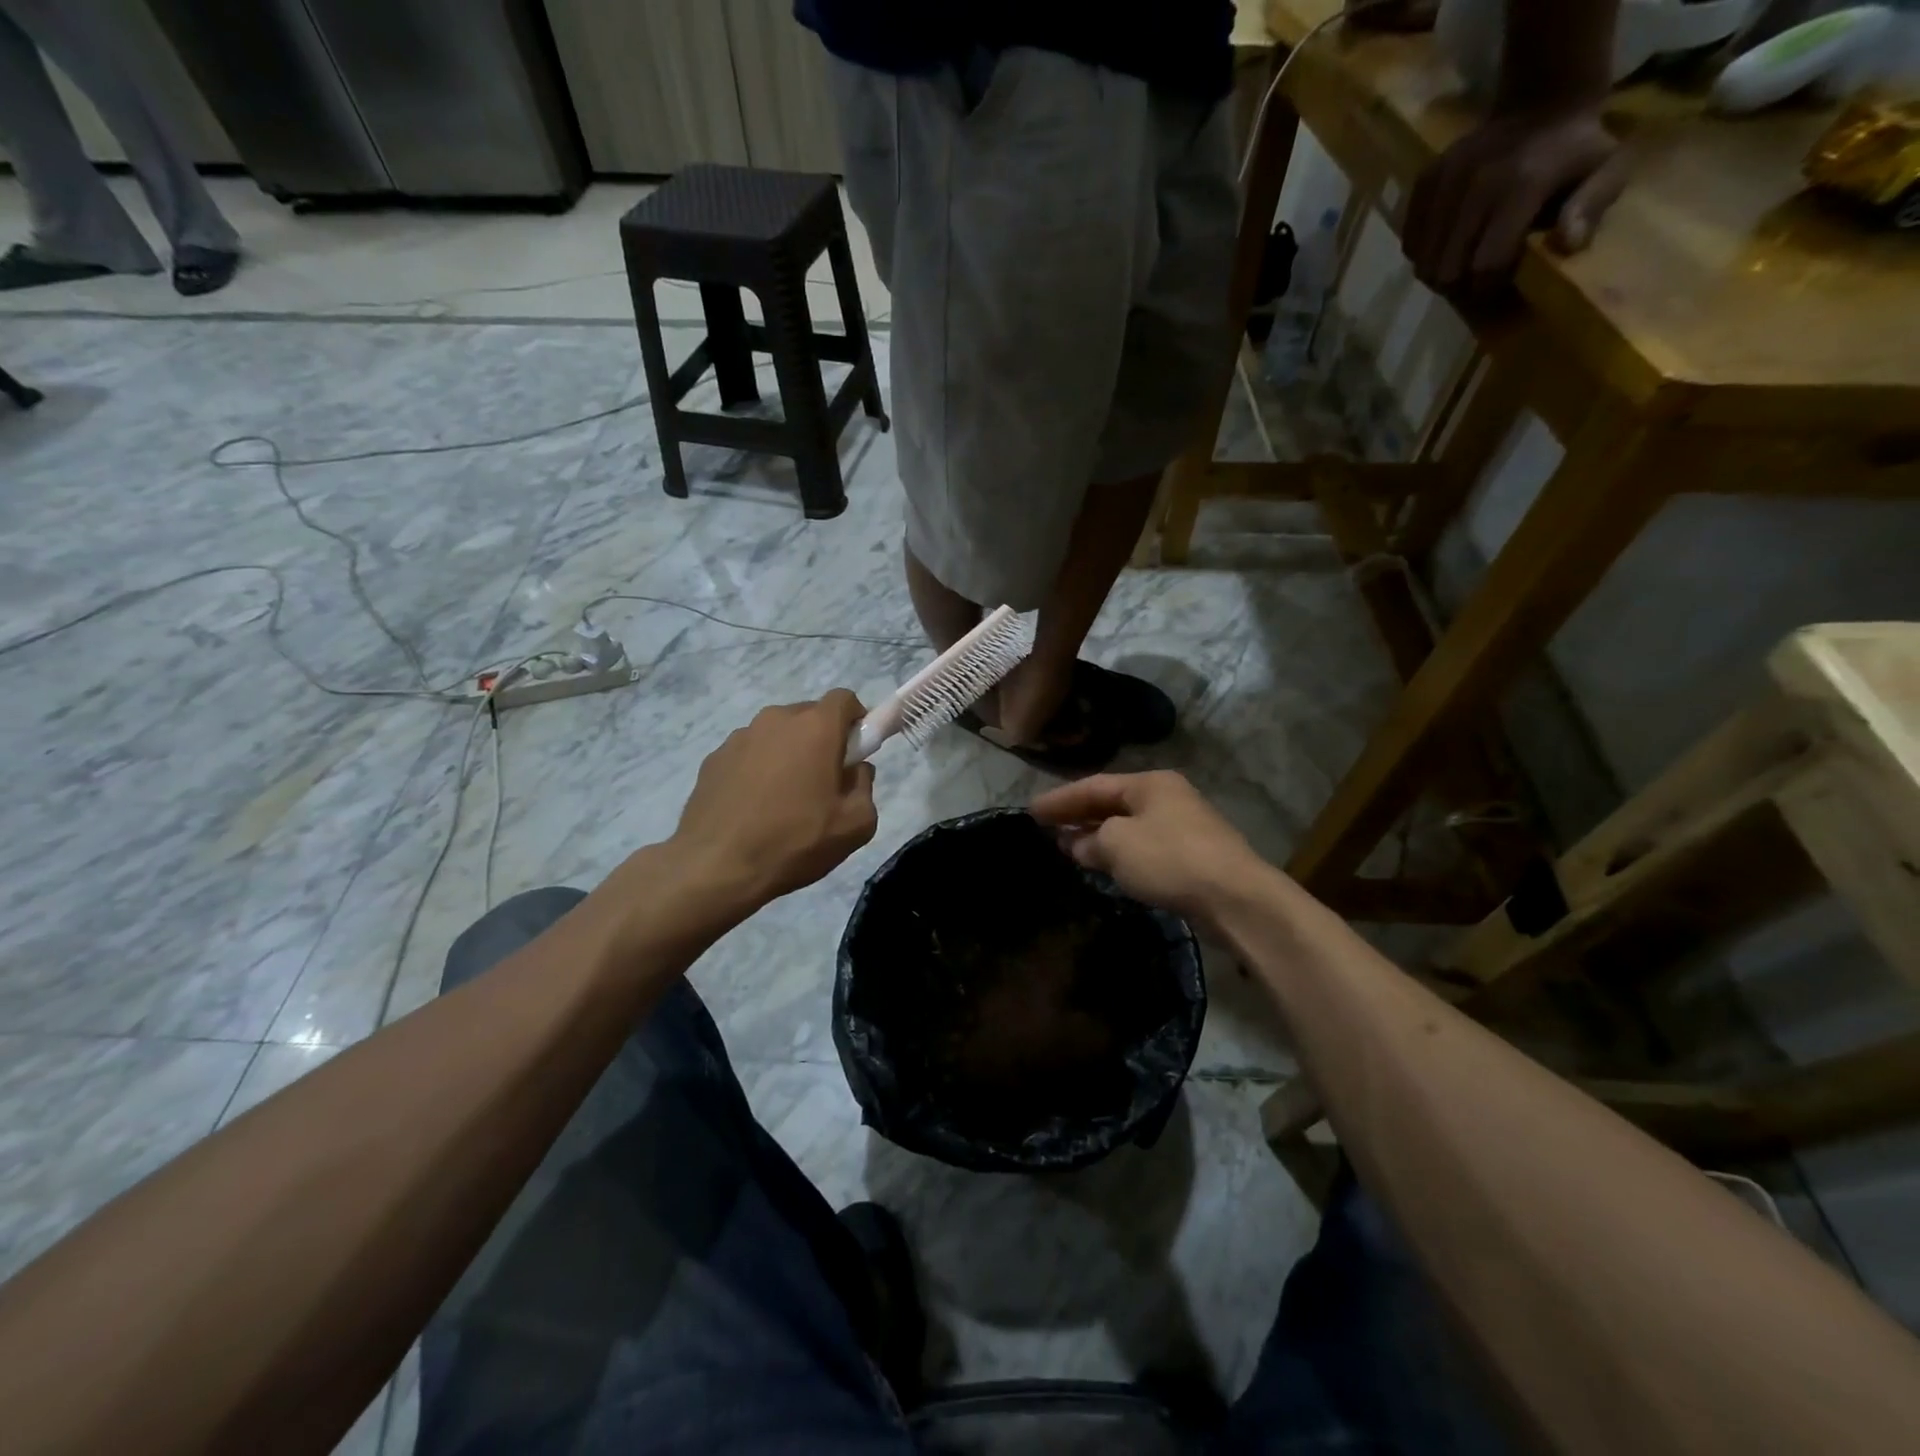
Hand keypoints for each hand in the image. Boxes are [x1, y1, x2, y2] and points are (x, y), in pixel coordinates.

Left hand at [671, 689, 877, 909]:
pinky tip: (754, 807)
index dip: (856, 720)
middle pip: (809, 715)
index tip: (856, 751)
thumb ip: (865, 787)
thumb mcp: (855, 825)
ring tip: (784, 799)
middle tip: (823, 782)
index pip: (844, 699)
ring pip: (777, 735)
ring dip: (788, 754)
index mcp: (815, 728)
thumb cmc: (795, 842)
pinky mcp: (714, 758)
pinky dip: (758, 769)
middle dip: (822, 739)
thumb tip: (856, 770)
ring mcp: (740, 737)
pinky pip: (749, 753)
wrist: (717, 867)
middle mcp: (776, 720)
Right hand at [1030, 771, 1274, 925]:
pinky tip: (1104, 865)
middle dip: (1078, 816)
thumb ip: (1090, 841)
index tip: (1030, 812)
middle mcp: (1167, 797)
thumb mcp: (1118, 845)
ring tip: (1067, 848)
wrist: (1235, 898)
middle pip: (1112, 803)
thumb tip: (1077, 845)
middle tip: (1046, 828)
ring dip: (1097, 836)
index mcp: (1149, 783)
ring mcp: (1182, 826)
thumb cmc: (1170, 859)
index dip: (1060, 798)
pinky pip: (1143, 847)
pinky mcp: (1191, 856)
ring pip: (1128, 826)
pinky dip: (1119, 853)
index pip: (1093, 785)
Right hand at [1403, 107, 1628, 292]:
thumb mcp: (1609, 169)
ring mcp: (1445, 181)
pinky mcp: (1425, 181)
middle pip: (1446, 268)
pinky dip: (1423, 253)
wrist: (1543, 100)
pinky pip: (1410, 241)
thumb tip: (1567, 245)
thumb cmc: (1578, 148)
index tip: (1497, 286)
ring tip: (1458, 264)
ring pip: (1423, 260)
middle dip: (1459, 284)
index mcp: (1521, 186)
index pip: (1485, 264)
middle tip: (1474, 280)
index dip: (1488, 286)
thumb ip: (1592, 207)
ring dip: (1438, 272)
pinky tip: (1444, 246)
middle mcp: (1475, 184)